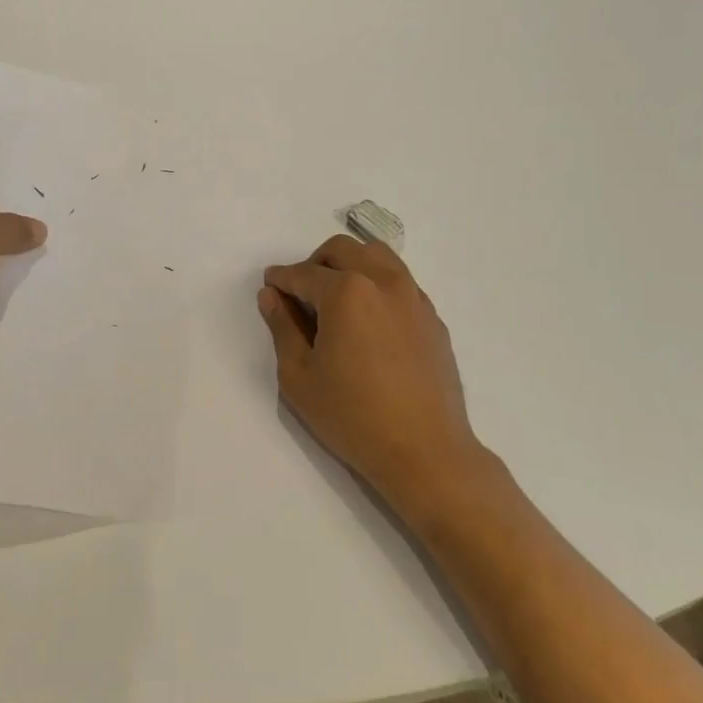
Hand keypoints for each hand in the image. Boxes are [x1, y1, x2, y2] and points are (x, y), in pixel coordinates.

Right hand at [259, 235, 482, 507]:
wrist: (426, 452)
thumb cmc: (353, 416)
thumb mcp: (299, 376)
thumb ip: (282, 328)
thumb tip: (271, 296)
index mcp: (346, 292)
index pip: (303, 273)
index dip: (281, 279)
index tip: (270, 286)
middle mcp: (383, 282)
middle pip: (342, 250)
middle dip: (315, 263)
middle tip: (301, 293)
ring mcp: (414, 298)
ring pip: (377, 256)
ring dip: (350, 265)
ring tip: (337, 299)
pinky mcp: (433, 318)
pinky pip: (400, 282)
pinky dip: (377, 284)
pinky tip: (369, 321)